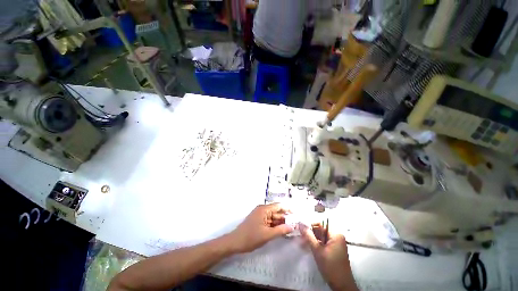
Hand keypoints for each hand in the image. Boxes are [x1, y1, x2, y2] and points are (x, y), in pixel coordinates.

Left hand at [228, 203, 293, 252]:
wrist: (235, 243)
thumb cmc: (251, 237)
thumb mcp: (267, 235)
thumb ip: (281, 230)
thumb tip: (292, 227)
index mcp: (264, 209)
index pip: (279, 206)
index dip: (288, 209)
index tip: (296, 215)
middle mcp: (262, 210)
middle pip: (277, 212)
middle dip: (285, 218)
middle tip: (296, 224)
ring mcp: (260, 215)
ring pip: (273, 217)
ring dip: (281, 222)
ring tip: (291, 229)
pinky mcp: (259, 221)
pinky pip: (269, 221)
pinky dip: (275, 226)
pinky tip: (282, 231)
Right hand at [300, 223, 357, 290]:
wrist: (342, 286)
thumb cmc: (330, 267)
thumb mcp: (317, 250)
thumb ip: (308, 236)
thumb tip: (300, 223)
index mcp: (335, 234)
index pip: (320, 223)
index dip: (310, 224)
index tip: (301, 228)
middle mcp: (337, 236)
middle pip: (320, 229)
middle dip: (310, 232)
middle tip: (300, 236)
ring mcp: (336, 242)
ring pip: (321, 235)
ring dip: (312, 238)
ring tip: (302, 241)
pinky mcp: (334, 248)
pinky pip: (323, 241)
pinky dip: (316, 243)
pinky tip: (308, 246)